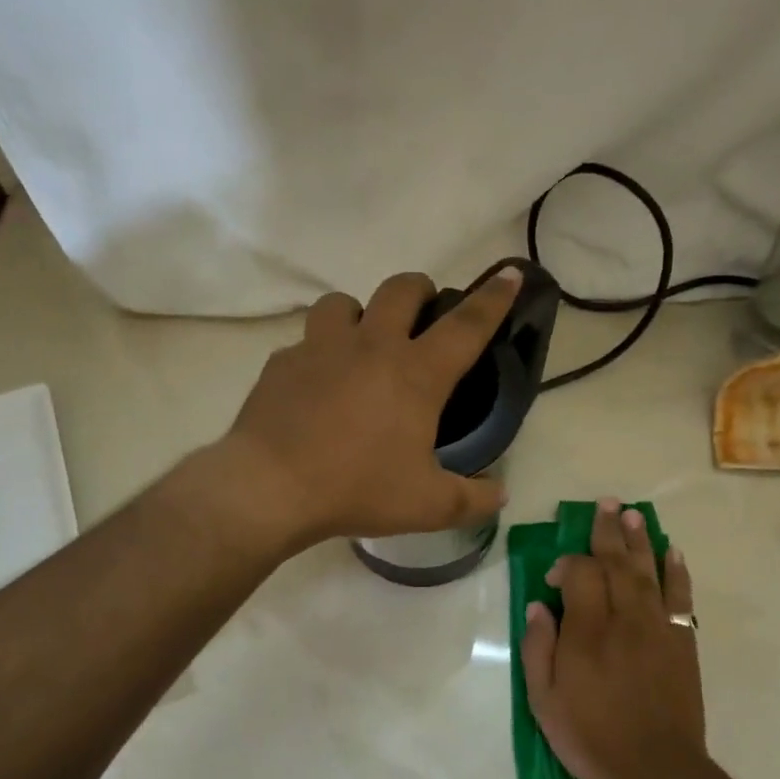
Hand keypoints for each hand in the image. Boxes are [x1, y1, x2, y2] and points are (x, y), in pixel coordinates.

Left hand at [221, 267, 521, 547]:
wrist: (270, 488)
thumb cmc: (357, 489)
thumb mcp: (427, 505)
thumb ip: (472, 499)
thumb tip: (501, 495)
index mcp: (416, 374)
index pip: (466, 326)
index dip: (493, 298)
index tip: (509, 273)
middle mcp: (371, 346)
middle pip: (401, 289)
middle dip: (420, 291)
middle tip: (423, 316)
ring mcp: (321, 348)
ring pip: (343, 302)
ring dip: (359, 314)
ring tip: (361, 343)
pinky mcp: (282, 362)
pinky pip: (305, 341)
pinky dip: (318, 353)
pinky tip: (315, 384)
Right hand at [520, 500, 706, 778]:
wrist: (656, 770)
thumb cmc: (591, 737)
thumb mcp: (544, 700)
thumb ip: (538, 648)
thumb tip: (538, 606)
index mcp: (588, 630)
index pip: (580, 574)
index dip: (565, 564)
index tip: (553, 578)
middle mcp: (625, 618)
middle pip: (617, 562)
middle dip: (608, 531)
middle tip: (606, 504)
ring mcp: (658, 628)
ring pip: (649, 571)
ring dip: (640, 540)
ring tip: (634, 514)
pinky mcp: (681, 642)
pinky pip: (680, 597)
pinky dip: (677, 572)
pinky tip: (673, 553)